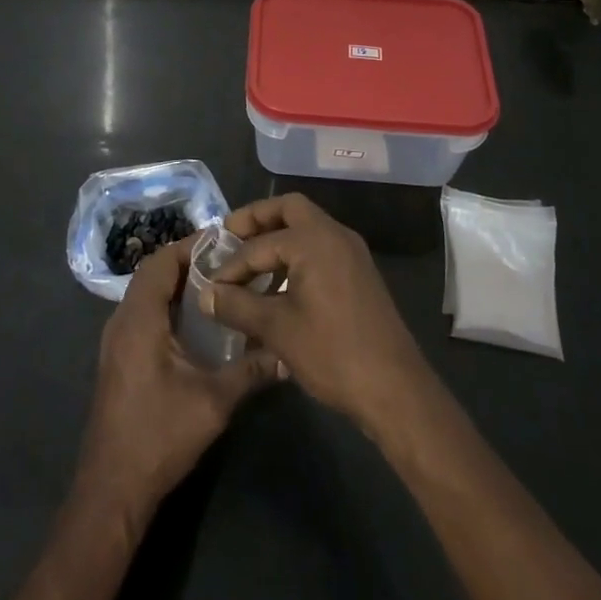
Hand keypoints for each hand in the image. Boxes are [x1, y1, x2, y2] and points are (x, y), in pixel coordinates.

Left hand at [75, 238, 280, 526]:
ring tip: (218, 283)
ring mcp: (117, 341)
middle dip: (187, 261)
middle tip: (228, 260)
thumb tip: (286, 353)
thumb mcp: (213, 402)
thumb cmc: (159, 436)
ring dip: (177, 283)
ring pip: (146, 294)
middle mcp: (122, 321)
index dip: (190, 246)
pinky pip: (143, 314)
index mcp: (139, 319)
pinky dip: (168, 305)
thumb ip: (250, 371)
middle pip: (152, 273)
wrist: (112, 488)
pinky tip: (197, 321)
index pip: (161, 262)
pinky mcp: (120, 358)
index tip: (225, 240)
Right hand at [200, 194, 427, 430]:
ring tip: (249, 269)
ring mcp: (351, 254)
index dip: (231, 264)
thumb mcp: (277, 329)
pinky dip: (296, 257)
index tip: (210, 285)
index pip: (259, 243)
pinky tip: (279, 290)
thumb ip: (237, 305)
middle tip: (229, 237)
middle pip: (289, 209)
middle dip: (256, 221)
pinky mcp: (359, 274)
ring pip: (307, 229)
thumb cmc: (332, 353)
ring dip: (277, 240)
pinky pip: (320, 250)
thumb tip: (204, 294)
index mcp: (314, 240)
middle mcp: (335, 235)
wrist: (396, 390)